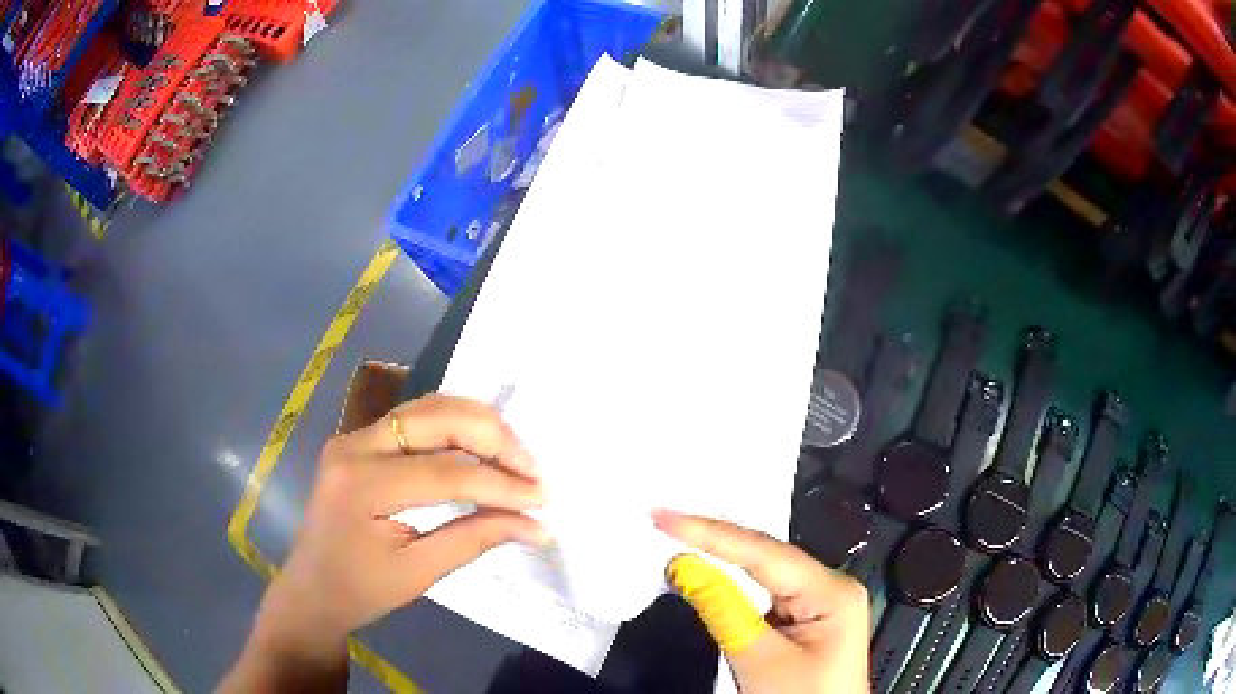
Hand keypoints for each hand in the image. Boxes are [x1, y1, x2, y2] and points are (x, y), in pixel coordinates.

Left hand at [220, 395, 547, 692]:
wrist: (311, 589)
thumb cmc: (360, 590)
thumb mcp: (419, 573)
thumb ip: (476, 539)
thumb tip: (537, 527)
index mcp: (361, 484)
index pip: (445, 472)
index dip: (499, 485)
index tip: (542, 500)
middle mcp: (354, 445)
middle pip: (436, 417)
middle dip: (494, 439)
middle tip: (533, 470)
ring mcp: (355, 437)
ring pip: (429, 407)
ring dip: (479, 426)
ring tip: (516, 458)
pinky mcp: (362, 440)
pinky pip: (417, 420)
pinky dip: (457, 429)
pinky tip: (483, 449)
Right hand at [653, 509, 869, 693]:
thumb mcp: (759, 660)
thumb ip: (723, 610)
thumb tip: (683, 566)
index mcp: (832, 591)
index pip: (763, 552)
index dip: (710, 532)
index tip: (663, 517)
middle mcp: (831, 586)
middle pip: (767, 556)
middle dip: (717, 538)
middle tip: (667, 520)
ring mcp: (820, 603)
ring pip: (766, 573)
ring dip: (724, 558)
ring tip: (682, 532)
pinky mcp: (807, 620)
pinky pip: (766, 592)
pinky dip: (736, 584)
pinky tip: (713, 569)